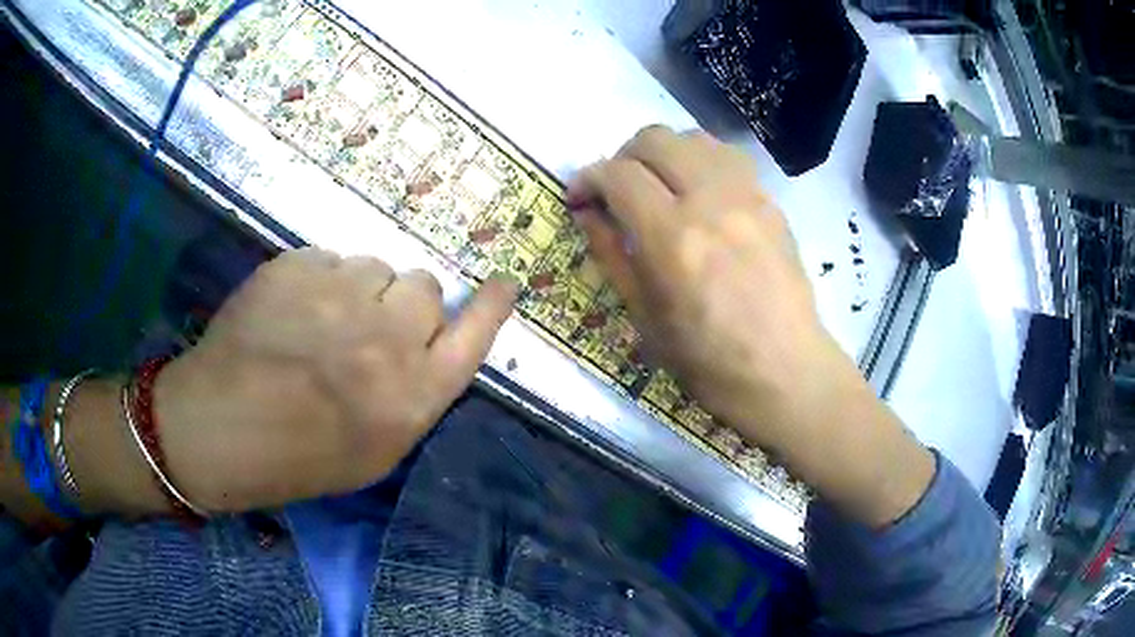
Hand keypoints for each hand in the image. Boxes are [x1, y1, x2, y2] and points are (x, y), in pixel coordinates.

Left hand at [153, 249, 517, 512]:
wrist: (221, 429)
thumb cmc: (299, 458)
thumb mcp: (376, 451)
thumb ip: (414, 395)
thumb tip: (426, 350)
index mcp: (414, 394)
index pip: (474, 335)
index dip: (492, 306)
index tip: (504, 283)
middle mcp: (390, 338)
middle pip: (425, 287)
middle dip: (403, 304)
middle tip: (367, 329)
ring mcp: (342, 294)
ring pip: (376, 267)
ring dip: (359, 290)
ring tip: (320, 322)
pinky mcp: (300, 266)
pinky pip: (330, 258)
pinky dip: (319, 280)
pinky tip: (290, 312)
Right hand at [568, 126, 934, 526]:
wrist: (788, 373)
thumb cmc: (710, 364)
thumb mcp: (646, 319)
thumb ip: (612, 254)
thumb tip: (588, 213)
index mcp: (672, 238)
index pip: (618, 174)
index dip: (588, 179)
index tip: (580, 199)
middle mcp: (710, 201)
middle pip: (654, 138)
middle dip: (622, 157)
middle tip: (617, 191)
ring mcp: (747, 195)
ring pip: (692, 137)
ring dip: (663, 153)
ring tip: (658, 186)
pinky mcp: (770, 201)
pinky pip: (726, 156)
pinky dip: (699, 160)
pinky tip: (697, 192)